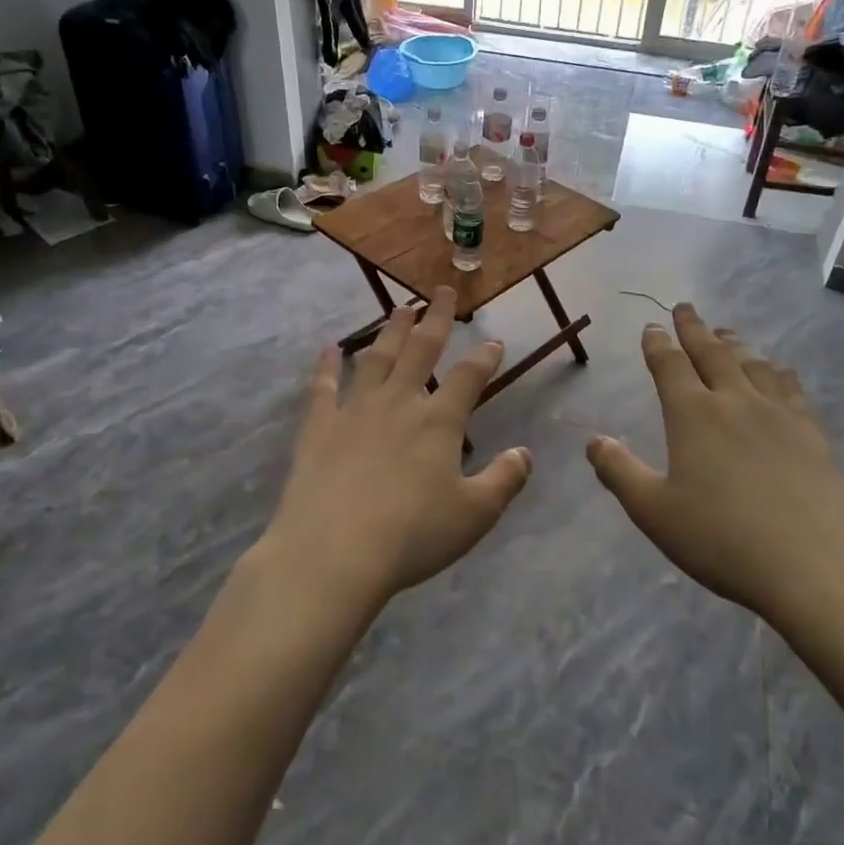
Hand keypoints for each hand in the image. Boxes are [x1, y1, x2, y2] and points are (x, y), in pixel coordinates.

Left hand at [257, 287, 532, 608]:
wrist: (334, 552)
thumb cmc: (412, 535)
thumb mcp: (474, 514)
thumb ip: (504, 480)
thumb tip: (525, 453)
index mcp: (439, 422)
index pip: (468, 378)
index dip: (484, 358)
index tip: (494, 342)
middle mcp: (398, 404)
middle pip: (420, 350)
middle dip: (435, 319)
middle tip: (441, 292)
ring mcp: (354, 412)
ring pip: (376, 359)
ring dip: (389, 331)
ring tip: (399, 308)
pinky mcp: (318, 429)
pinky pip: (323, 388)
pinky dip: (327, 366)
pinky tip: (329, 349)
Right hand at [586, 304, 843, 623]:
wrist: (814, 565)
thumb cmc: (722, 539)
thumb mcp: (654, 512)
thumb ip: (619, 472)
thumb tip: (594, 440)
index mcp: (692, 415)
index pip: (669, 365)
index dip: (657, 343)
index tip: (651, 328)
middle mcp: (735, 401)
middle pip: (712, 352)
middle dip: (694, 328)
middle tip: (686, 308)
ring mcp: (778, 413)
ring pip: (752, 363)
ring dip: (734, 343)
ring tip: (726, 333)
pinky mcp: (811, 432)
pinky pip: (790, 386)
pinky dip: (777, 370)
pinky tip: (778, 371)